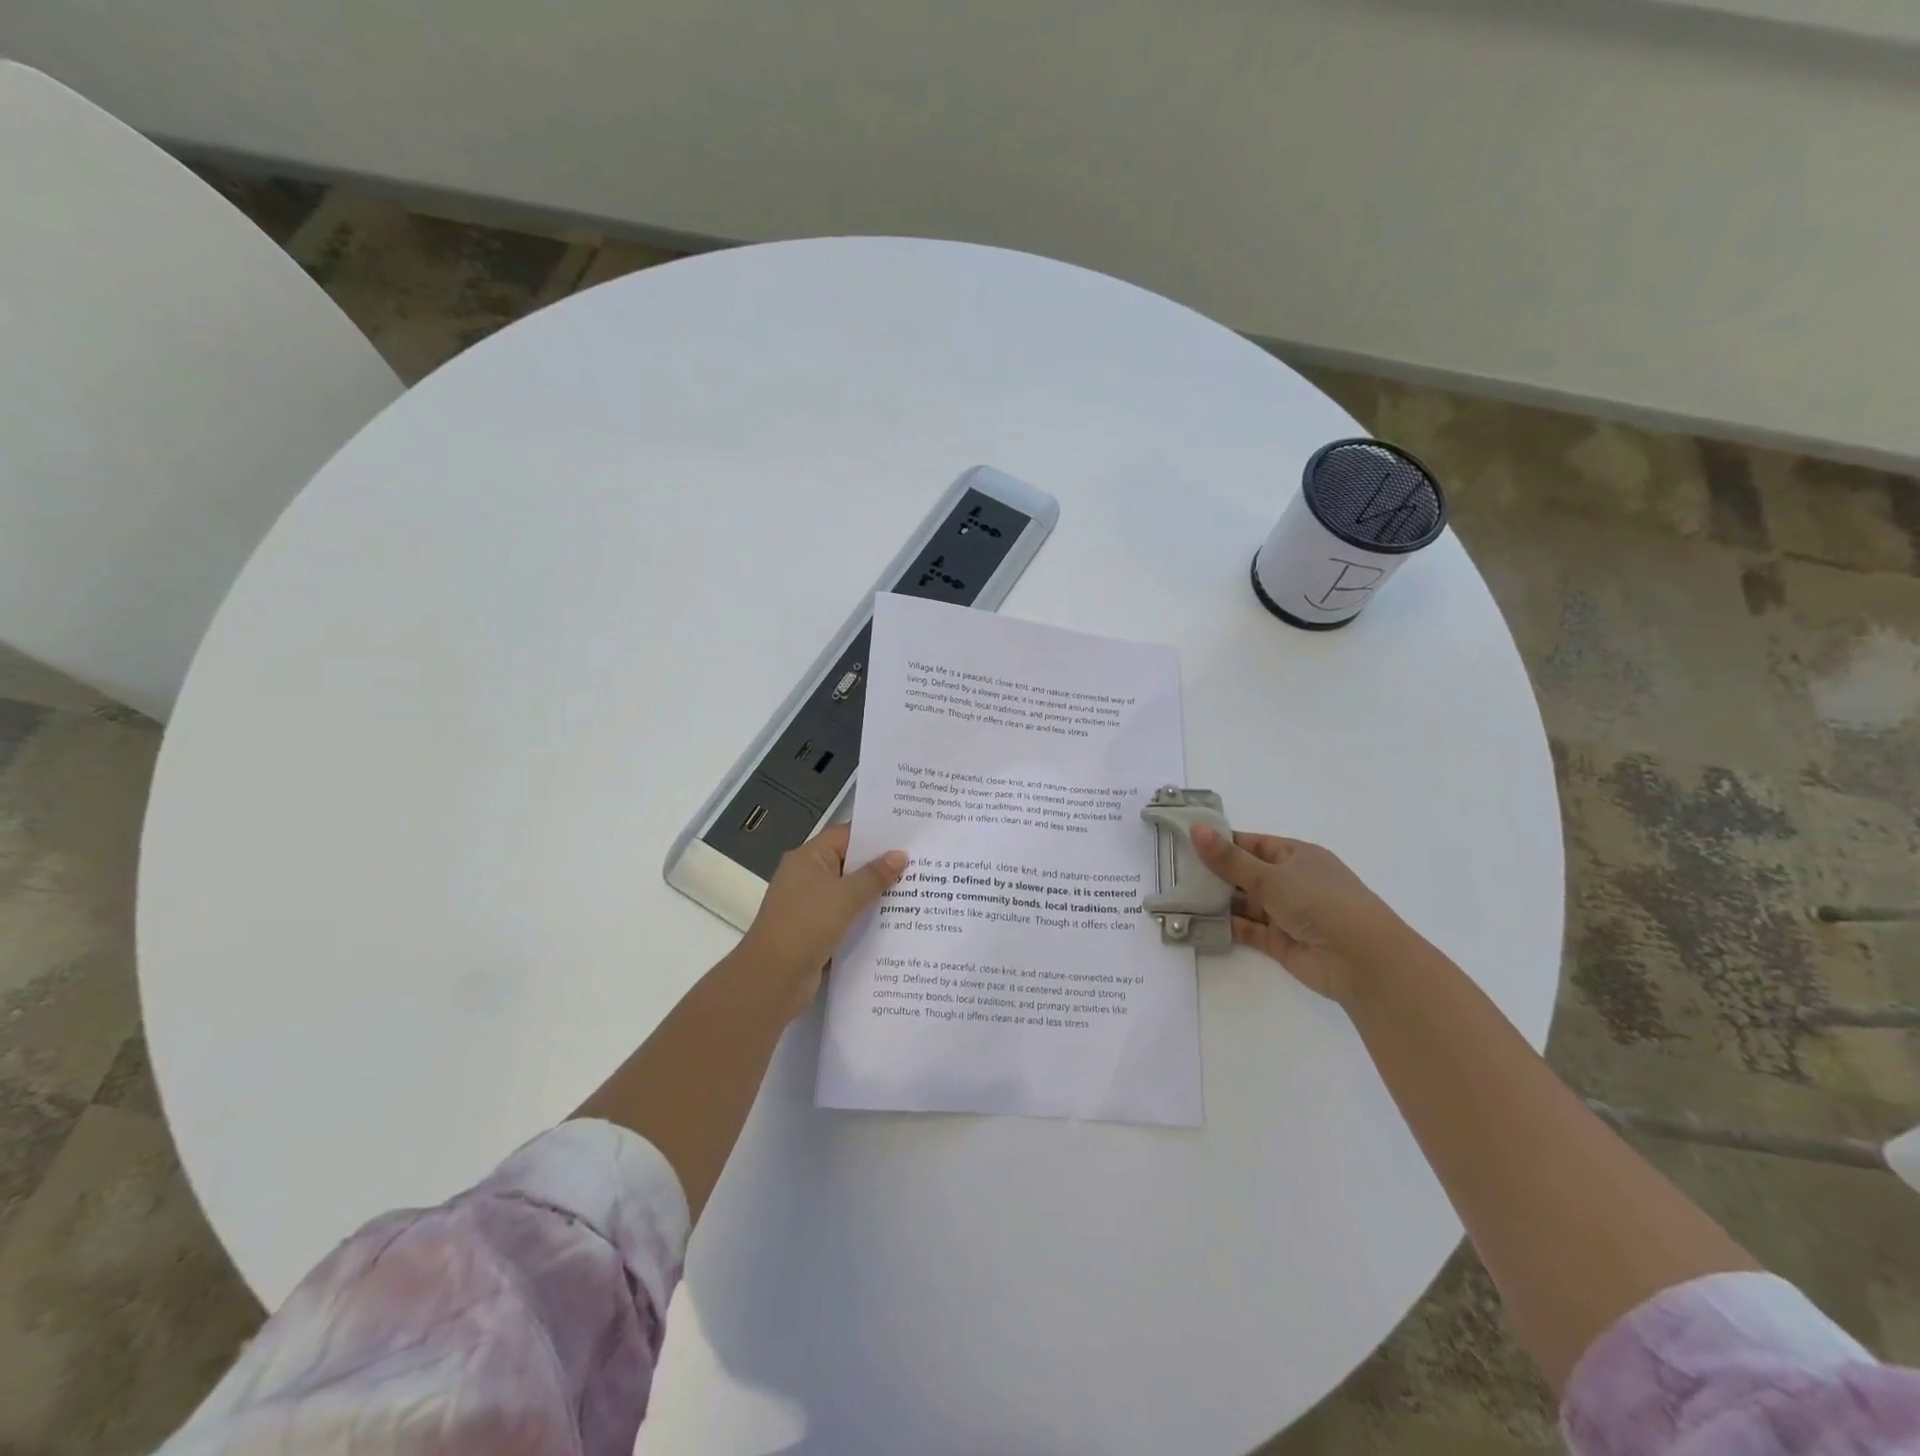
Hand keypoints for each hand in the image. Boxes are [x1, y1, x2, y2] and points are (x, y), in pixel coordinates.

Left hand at [737, 823, 905, 1017]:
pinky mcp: (815, 931)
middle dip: (881, 865)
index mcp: (808, 858)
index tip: (908, 836)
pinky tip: (895, 921)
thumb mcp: (845, 896)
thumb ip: (875, 875)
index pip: (846, 835)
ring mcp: (810, 905)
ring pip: (850, 893)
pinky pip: (846, 917)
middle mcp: (807, 876)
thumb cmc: (807, 925)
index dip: (876, 835)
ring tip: (916, 890)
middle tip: (920, 863)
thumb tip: (900, 855)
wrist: (773, 979)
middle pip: (850, 863)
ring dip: (876, 894)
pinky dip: (866, 918)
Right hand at [1190, 825, 1406, 1004]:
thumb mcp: (1270, 876)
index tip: (1186, 842)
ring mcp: (1286, 913)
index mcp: (1296, 856)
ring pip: (1244, 902)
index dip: (1221, 842)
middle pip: (1245, 874)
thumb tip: (1196, 829)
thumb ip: (1229, 859)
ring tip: (1178, 896)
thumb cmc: (1320, 902)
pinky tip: (1197, 921)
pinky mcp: (1280, 942)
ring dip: (1217, 901)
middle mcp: (1291, 882)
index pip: (1252, 844)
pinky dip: (1225, 925)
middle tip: (1174, 871)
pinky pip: (1247, 929)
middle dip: (1214, 874)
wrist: (1362, 960)